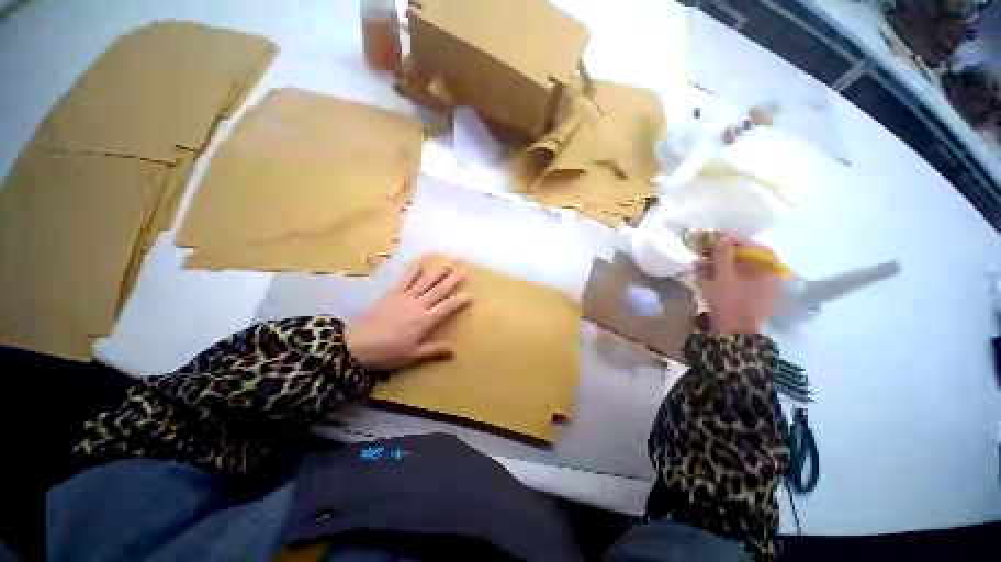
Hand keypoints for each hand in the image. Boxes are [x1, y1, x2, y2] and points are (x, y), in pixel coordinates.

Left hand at [345, 261, 471, 369]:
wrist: (357, 345)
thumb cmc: (388, 353)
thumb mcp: (413, 356)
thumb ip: (434, 351)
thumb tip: (454, 351)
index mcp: (425, 320)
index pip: (447, 307)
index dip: (459, 301)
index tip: (470, 295)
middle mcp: (418, 305)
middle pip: (439, 290)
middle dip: (452, 281)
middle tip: (463, 272)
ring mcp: (405, 297)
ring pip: (425, 282)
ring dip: (437, 273)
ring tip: (447, 265)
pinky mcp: (392, 294)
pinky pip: (405, 279)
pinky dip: (413, 270)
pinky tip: (419, 263)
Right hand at [697, 236, 780, 334]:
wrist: (734, 332)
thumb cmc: (730, 302)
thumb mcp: (723, 277)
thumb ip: (723, 255)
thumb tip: (724, 237)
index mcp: (770, 270)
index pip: (755, 248)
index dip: (736, 241)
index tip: (718, 238)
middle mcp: (772, 277)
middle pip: (751, 258)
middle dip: (729, 253)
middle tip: (711, 251)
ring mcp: (766, 289)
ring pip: (746, 269)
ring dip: (727, 264)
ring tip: (708, 264)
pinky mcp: (756, 297)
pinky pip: (744, 280)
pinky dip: (730, 275)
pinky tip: (714, 275)